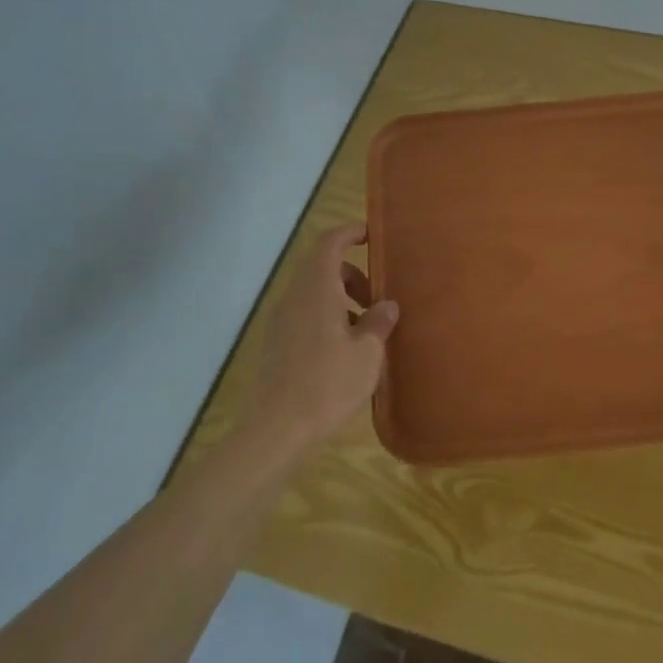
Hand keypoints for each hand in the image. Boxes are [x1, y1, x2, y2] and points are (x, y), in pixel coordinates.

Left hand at [247, 224, 397, 454]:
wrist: (277, 429)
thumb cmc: (328, 383)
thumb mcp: (367, 352)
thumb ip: (379, 322)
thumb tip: (387, 305)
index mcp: (317, 288)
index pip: (330, 242)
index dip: (350, 233)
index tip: (372, 236)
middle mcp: (295, 296)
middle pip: (323, 267)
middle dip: (352, 274)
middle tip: (376, 299)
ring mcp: (280, 320)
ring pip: (314, 293)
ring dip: (340, 299)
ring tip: (364, 330)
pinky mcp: (275, 344)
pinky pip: (304, 314)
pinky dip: (326, 317)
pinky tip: (343, 351)